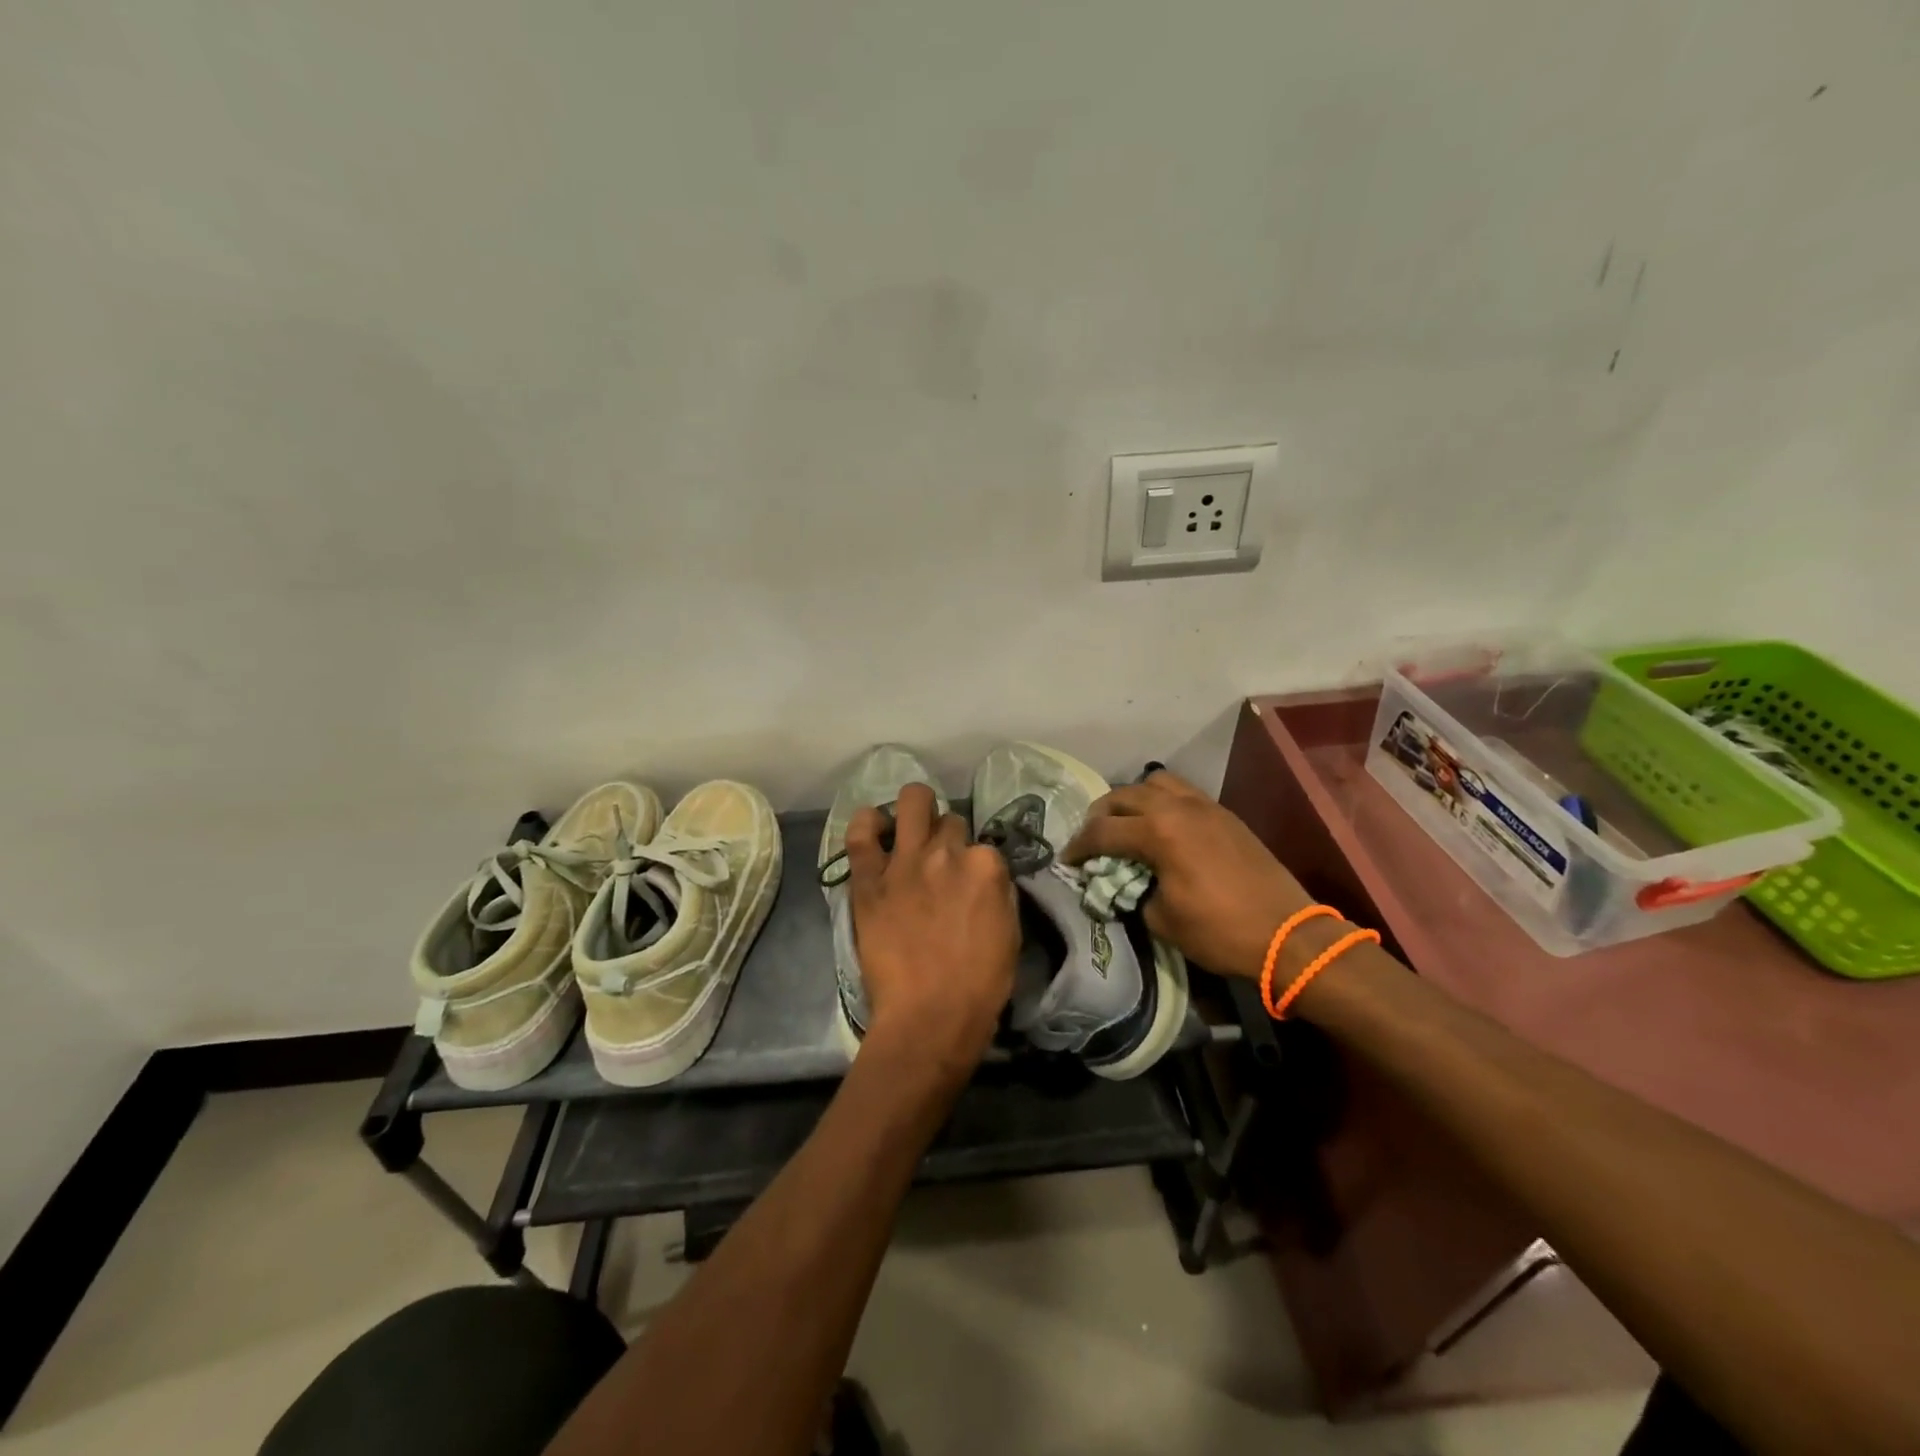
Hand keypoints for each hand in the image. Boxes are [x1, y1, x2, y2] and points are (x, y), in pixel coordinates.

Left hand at [846, 783, 1017, 1077]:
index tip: (968, 882)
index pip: (982, 845)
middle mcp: (947, 851)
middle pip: (949, 821)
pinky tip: (873, 828)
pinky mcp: (870, 878)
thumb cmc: (980, 984)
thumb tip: (984, 876)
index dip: (974, 863)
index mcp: (987, 866)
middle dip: (946, 837)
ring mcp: (906, 860)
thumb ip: (998, 892)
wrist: (930, 1015)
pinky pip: (860, 833)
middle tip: (939, 861)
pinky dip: (866, 824)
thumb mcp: (1010, 932)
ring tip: (908, 828)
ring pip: (912, 802)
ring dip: (914, 810)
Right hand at [1064, 770, 1313, 979]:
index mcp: (1158, 832)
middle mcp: (1178, 808)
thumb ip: (1134, 892)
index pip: (1103, 831)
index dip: (1079, 846)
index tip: (1067, 860)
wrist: (1287, 935)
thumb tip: (1125, 883)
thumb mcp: (1162, 919)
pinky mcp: (1225, 815)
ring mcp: (1205, 807)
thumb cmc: (1219, 931)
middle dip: (1101, 814)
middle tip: (1092, 837)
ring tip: (1127, 823)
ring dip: (1134, 800)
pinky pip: (1183, 794)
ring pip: (1157, 783)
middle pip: (1124, 795)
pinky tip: (1162, 829)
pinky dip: (1162, 803)